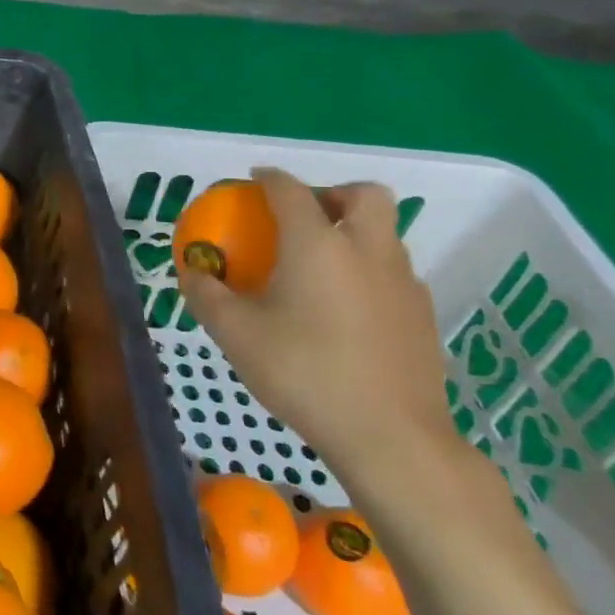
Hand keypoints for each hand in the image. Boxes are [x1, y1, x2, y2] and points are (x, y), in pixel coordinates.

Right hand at [175, 168, 462, 497]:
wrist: (391, 436)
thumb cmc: (304, 373)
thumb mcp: (235, 334)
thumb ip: (206, 295)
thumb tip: (192, 271)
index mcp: (318, 245)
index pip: (292, 190)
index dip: (269, 178)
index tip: (254, 178)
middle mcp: (367, 251)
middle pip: (364, 195)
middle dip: (332, 193)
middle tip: (303, 217)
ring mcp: (403, 283)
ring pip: (385, 233)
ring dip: (353, 232)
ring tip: (319, 265)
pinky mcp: (422, 315)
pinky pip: (393, 271)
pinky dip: (368, 270)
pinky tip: (344, 308)